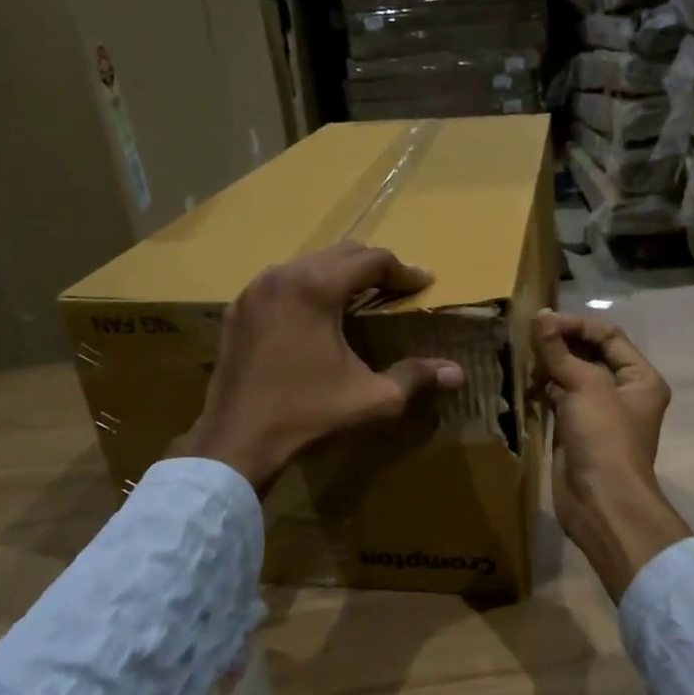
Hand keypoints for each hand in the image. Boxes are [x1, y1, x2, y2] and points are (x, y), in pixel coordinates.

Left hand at [170, 242, 466, 493]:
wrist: (236, 441)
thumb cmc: (308, 415)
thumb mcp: (372, 399)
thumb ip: (416, 378)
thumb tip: (457, 373)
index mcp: (315, 288)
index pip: (371, 259)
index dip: (404, 270)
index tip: (424, 284)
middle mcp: (282, 276)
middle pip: (340, 253)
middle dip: (373, 267)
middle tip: (397, 288)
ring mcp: (254, 290)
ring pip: (308, 264)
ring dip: (339, 275)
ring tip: (360, 299)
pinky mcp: (238, 309)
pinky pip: (281, 283)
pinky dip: (307, 289)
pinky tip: (317, 316)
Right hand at [533, 311, 690, 601]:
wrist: (601, 502)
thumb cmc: (604, 438)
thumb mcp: (585, 386)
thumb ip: (559, 351)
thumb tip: (540, 316)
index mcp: (640, 377)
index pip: (607, 336)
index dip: (575, 325)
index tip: (541, 322)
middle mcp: (623, 391)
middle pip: (589, 354)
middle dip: (560, 344)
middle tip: (526, 338)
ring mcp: (599, 413)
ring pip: (571, 377)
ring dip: (548, 366)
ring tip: (520, 357)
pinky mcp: (576, 430)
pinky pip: (559, 400)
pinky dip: (543, 389)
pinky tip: (523, 383)